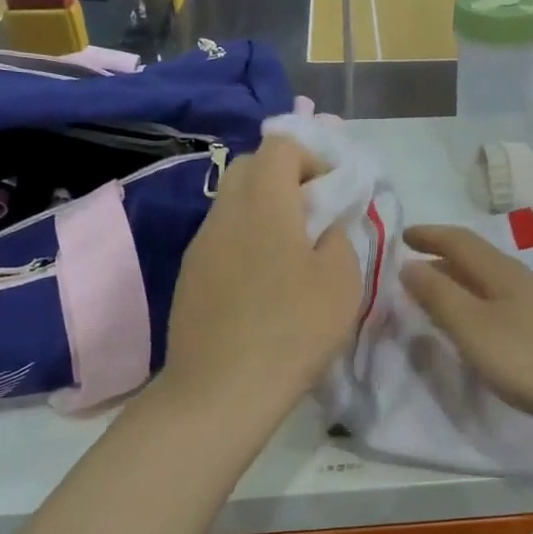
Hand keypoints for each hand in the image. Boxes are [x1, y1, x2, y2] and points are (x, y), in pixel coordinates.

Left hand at [162, 135, 359, 414]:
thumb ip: (338, 236)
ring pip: (233, 202)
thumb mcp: (342, 279)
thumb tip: (324, 226)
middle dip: (285, 178)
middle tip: (314, 216)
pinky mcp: (191, 275)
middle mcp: (225, 210)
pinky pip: (222, 237)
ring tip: (292, 252)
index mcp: (264, 200)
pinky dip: (246, 240)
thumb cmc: (293, 327)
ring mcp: (201, 243)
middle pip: (250, 167)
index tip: (334, 191)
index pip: (280, 145)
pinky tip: (264, 283)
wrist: (222, 388)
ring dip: (265, 211)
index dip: (312, 157)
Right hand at [401, 224, 532, 444]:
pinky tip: (483, 327)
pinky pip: (507, 303)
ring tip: (442, 297)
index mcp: (503, 272)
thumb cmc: (532, 358)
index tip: (402, 236)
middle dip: (444, 259)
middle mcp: (524, 280)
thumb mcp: (474, 328)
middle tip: (415, 269)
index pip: (460, 241)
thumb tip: (410, 266)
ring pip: (494, 282)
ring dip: (464, 283)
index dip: (430, 235)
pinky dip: (482, 304)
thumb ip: (440, 297)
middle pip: (479, 259)